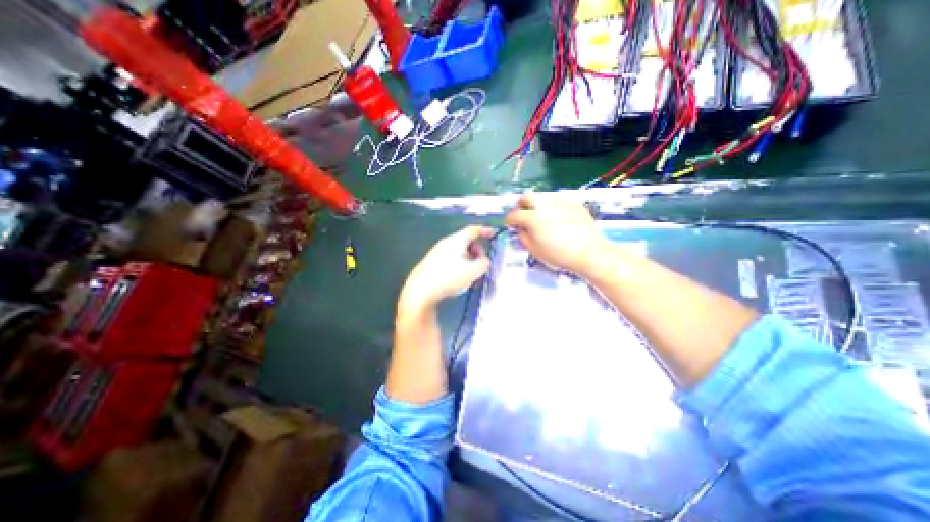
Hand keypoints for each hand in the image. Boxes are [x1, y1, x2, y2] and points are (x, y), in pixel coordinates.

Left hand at [401, 224, 496, 313]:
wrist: (420, 291)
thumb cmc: (448, 278)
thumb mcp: (473, 272)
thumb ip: (483, 264)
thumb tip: (484, 261)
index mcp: (456, 240)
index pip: (473, 230)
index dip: (485, 231)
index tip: (493, 234)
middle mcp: (445, 243)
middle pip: (465, 241)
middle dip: (477, 250)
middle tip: (482, 263)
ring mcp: (436, 253)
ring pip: (457, 251)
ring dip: (468, 259)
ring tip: (470, 273)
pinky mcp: (431, 263)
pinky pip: (450, 259)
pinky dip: (458, 264)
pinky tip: (457, 278)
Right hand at [506, 191, 607, 271]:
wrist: (589, 252)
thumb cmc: (559, 255)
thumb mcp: (535, 251)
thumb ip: (523, 237)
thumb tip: (521, 228)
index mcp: (533, 218)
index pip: (514, 214)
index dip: (509, 220)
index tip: (510, 224)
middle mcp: (544, 205)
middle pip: (527, 196)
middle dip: (521, 204)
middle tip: (523, 214)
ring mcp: (560, 201)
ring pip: (542, 195)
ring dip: (537, 204)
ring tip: (541, 215)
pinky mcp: (573, 202)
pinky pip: (557, 198)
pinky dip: (552, 205)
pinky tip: (556, 215)